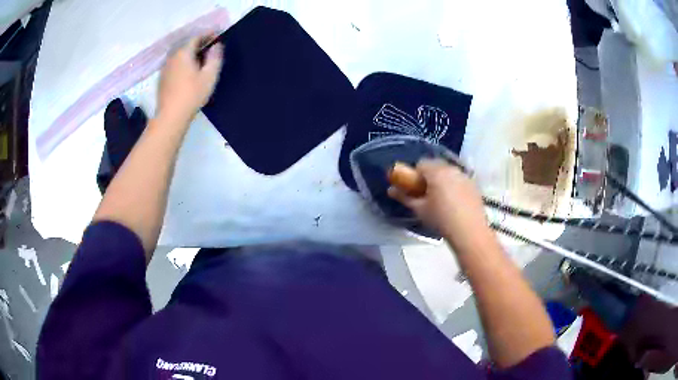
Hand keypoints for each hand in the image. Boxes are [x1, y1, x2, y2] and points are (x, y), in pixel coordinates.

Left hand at [157, 36, 223, 122]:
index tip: (217, 36)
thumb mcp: (209, 75)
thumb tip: (216, 45)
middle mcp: (172, 57)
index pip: (196, 37)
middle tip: (210, 48)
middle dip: (199, 44)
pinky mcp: (162, 80)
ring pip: (179, 56)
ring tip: (200, 60)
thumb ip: (215, 57)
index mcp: (183, 53)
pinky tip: (188, 72)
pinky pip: (174, 65)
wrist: (170, 117)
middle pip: (186, 46)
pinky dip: (183, 64)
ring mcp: (165, 69)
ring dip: (190, 54)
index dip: (207, 35)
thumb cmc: (192, 95)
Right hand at [388, 159, 488, 243]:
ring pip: (449, 172)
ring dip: (443, 180)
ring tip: (441, 199)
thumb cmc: (441, 219)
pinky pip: (460, 180)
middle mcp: (451, 169)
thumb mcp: (419, 209)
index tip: (414, 188)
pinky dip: (455, 186)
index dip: (415, 174)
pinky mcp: (474, 185)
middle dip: (429, 175)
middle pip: (436, 165)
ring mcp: (465, 176)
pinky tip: (455, 203)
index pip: (421, 163)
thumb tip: (390, 189)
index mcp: (436, 172)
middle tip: (426, 194)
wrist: (469, 232)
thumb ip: (404, 197)